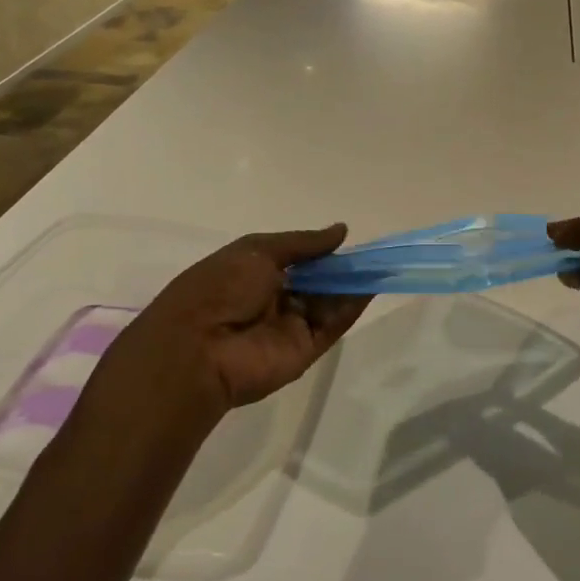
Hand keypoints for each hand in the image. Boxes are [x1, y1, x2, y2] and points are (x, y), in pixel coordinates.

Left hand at [97, 225, 371, 417]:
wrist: (198, 347)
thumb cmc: (220, 287)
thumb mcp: (257, 251)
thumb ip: (303, 243)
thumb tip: (341, 231)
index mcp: (254, 273)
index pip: (296, 260)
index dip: (321, 251)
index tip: (347, 240)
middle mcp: (273, 299)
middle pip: (315, 282)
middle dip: (340, 268)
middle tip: (372, 253)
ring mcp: (289, 326)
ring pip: (328, 302)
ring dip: (352, 284)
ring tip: (381, 265)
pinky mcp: (305, 350)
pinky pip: (332, 325)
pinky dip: (352, 306)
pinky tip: (372, 286)